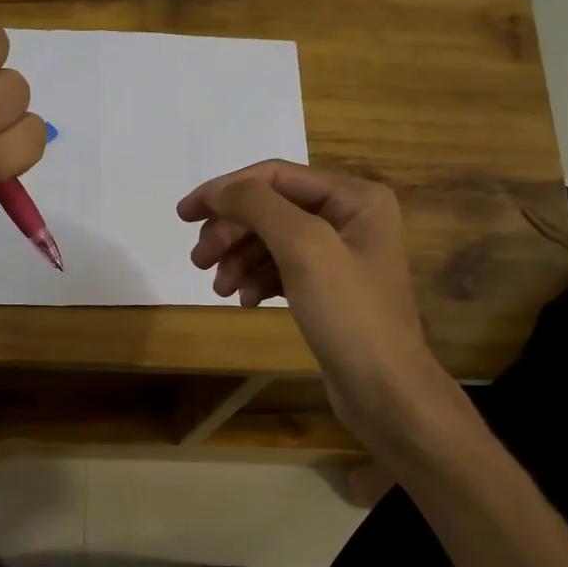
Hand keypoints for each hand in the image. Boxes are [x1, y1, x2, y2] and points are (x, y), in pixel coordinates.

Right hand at [177, 161, 462, 443]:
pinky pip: (280, 270)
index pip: (274, 177)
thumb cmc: (349, 314)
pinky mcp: (326, 288)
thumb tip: (219, 190)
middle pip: (270, 209)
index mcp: (354, 197)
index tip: (184, 215)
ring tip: (220, 289)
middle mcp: (349, 217)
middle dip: (231, 232)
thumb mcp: (304, 248)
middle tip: (199, 262)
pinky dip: (257, 281)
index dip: (225, 191)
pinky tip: (246, 302)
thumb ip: (259, 207)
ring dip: (238, 260)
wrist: (383, 390)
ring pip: (270, 241)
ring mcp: (338, 254)